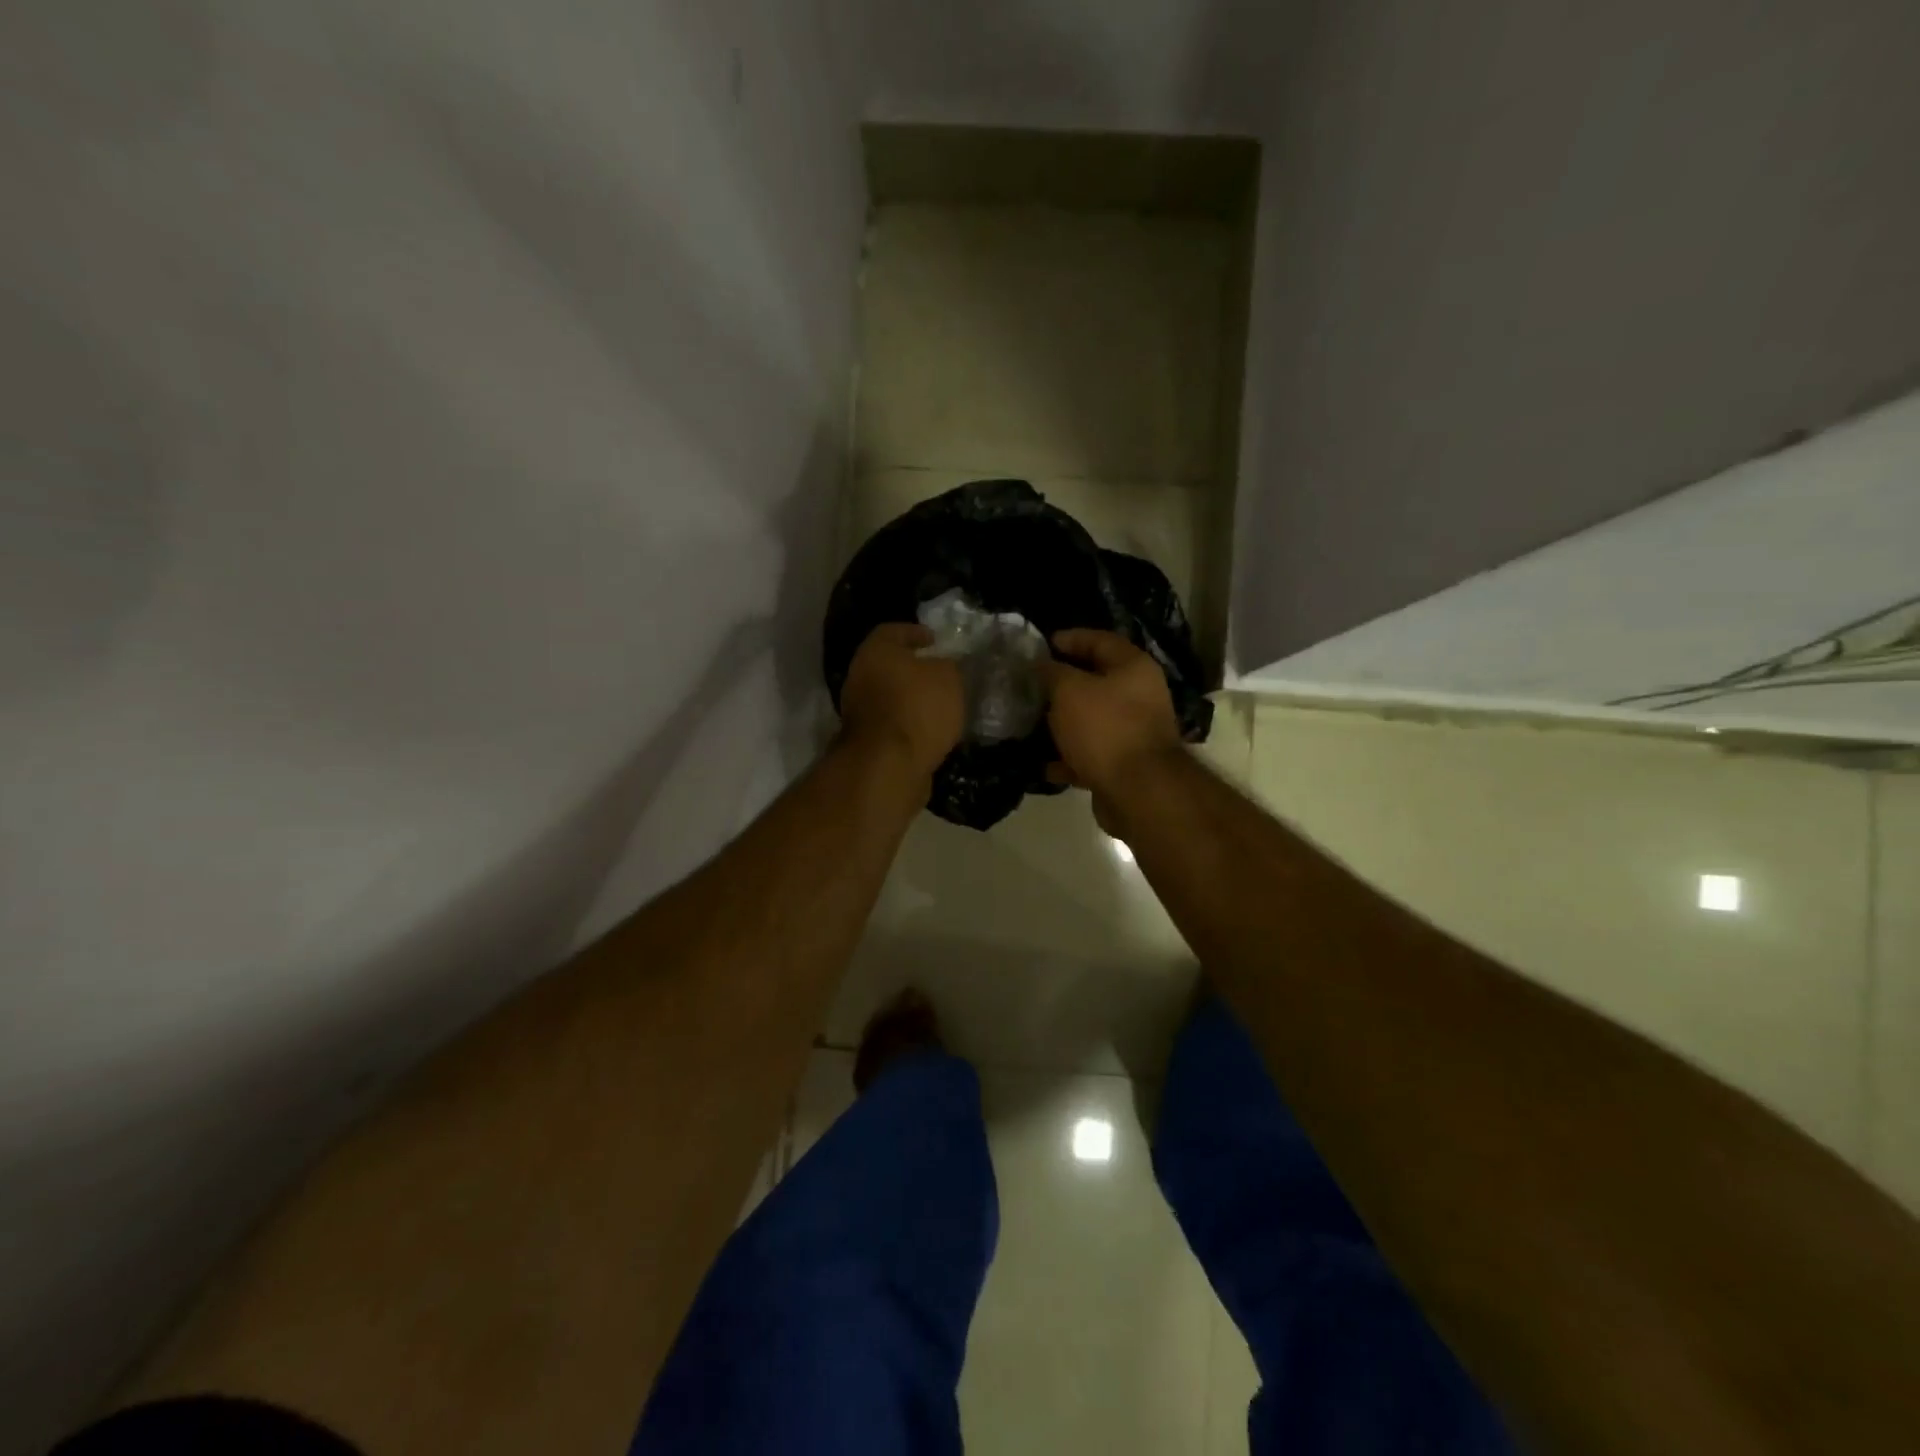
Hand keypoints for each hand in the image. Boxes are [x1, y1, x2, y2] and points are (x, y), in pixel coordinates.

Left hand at [838, 623, 964, 779]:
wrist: (889, 764)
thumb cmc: (918, 707)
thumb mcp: (947, 677)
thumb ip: (945, 665)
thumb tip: (940, 666)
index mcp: (875, 651)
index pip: (893, 631)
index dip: (915, 633)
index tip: (934, 640)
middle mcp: (860, 675)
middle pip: (887, 664)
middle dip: (911, 668)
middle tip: (937, 672)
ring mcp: (858, 710)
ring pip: (888, 694)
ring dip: (909, 697)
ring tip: (938, 703)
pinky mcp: (865, 739)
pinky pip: (890, 721)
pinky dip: (906, 721)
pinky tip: (928, 728)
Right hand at [1042, 629, 1184, 799]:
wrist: (1138, 791)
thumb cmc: (1104, 728)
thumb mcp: (1069, 691)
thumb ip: (1052, 672)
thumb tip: (1042, 664)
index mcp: (1133, 668)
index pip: (1099, 640)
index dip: (1070, 638)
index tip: (1041, 645)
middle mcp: (1140, 695)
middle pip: (1096, 681)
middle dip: (1062, 684)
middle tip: (1031, 685)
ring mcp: (1134, 732)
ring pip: (1092, 720)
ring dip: (1063, 723)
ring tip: (1032, 724)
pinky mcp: (1125, 764)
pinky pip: (1091, 754)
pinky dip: (1070, 757)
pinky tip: (1045, 765)